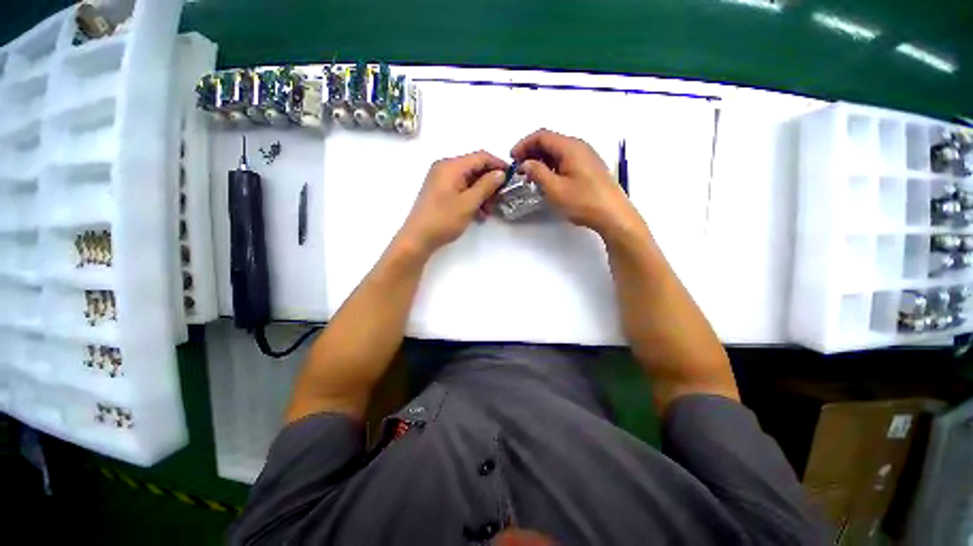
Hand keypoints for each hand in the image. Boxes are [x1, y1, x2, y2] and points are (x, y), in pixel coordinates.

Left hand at [398, 151, 506, 255]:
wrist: (418, 238)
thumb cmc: (444, 219)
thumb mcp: (469, 203)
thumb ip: (486, 185)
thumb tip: (500, 173)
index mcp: (451, 166)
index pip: (480, 157)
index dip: (498, 164)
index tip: (511, 177)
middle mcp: (445, 168)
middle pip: (474, 168)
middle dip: (489, 183)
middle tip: (500, 198)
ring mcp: (441, 180)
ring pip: (469, 181)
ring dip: (482, 193)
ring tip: (488, 211)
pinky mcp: (440, 192)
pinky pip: (461, 189)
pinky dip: (471, 198)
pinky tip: (478, 214)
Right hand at [512, 129, 641, 238]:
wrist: (612, 215)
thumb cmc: (583, 201)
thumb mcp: (555, 188)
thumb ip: (537, 172)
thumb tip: (526, 163)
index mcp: (570, 147)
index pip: (541, 136)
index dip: (523, 145)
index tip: (512, 159)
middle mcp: (578, 146)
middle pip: (550, 141)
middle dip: (531, 152)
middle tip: (519, 168)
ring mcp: (585, 156)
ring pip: (557, 151)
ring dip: (541, 160)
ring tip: (530, 175)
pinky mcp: (588, 167)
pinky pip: (565, 159)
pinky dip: (552, 165)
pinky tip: (546, 179)